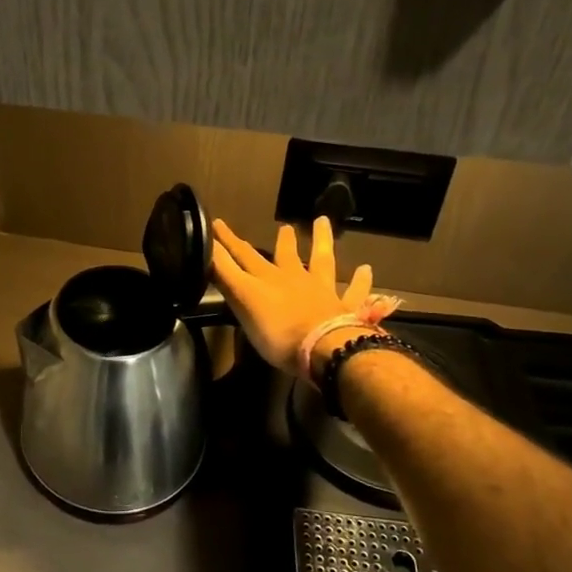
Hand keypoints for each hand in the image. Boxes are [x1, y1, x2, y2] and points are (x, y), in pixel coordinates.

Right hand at [210, 216, 377, 376]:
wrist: (323, 348)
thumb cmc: (277, 331)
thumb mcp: (242, 301)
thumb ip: (225, 275)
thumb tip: (206, 248)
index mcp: (266, 280)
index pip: (242, 255)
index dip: (228, 240)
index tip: (217, 222)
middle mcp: (293, 279)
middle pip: (284, 255)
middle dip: (279, 240)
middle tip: (283, 226)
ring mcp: (321, 291)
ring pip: (321, 260)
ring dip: (321, 241)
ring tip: (322, 222)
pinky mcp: (344, 308)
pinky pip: (353, 292)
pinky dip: (359, 281)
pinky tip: (365, 269)